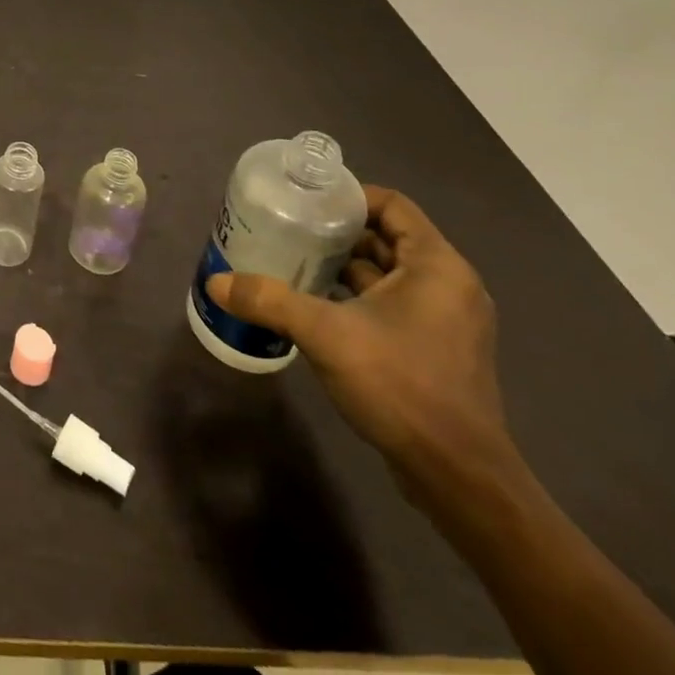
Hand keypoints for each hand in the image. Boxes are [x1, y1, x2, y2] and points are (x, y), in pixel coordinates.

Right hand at [206, 185, 508, 488]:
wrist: (459, 478)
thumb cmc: (401, 385)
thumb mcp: (325, 334)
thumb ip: (269, 301)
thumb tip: (215, 283)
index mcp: (437, 266)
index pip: (392, 205)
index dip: (348, 197)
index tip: (305, 201)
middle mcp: (449, 286)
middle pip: (387, 238)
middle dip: (337, 233)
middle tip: (288, 229)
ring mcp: (447, 321)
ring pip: (389, 274)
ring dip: (344, 267)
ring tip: (293, 262)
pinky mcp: (438, 351)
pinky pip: (393, 304)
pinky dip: (357, 297)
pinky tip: (316, 306)